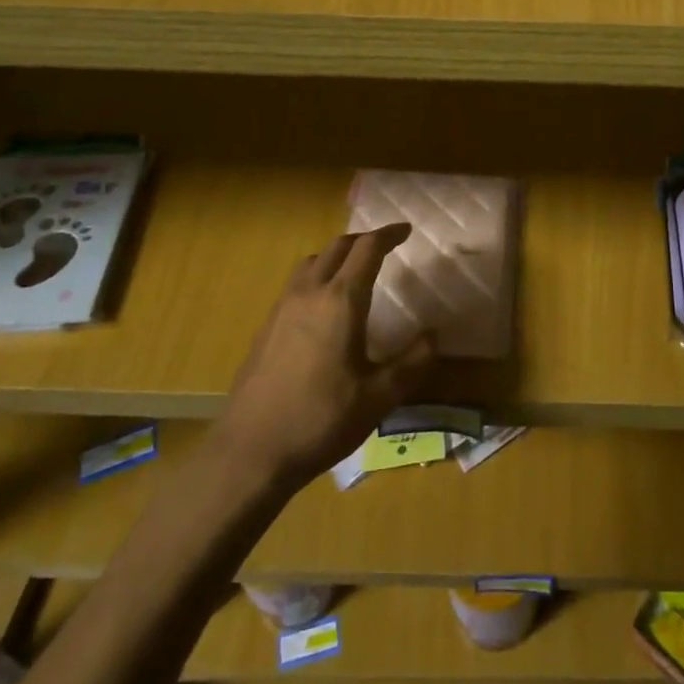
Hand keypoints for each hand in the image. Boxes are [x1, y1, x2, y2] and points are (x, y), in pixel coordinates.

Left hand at [215, 224, 436, 486]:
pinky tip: (323, 309)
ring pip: (311, 262)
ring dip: (336, 256)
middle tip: (384, 247)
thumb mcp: (379, 397)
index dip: (388, 235)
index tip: (406, 231)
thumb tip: (433, 335)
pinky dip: (317, 277)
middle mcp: (309, 294)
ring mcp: (282, 309)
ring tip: (354, 271)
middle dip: (363, 240)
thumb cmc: (321, 420)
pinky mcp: (265, 328)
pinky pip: (296, 285)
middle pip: (337, 247)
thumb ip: (412, 362)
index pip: (367, 249)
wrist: (250, 452)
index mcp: (340, 301)